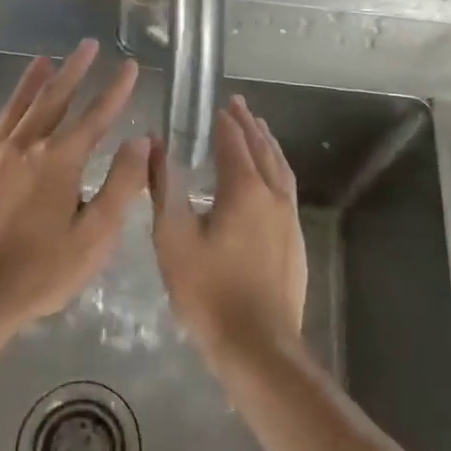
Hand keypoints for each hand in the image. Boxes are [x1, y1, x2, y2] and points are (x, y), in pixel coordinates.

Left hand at [0, 39, 147, 335]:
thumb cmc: (43, 271)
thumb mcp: (96, 235)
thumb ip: (121, 185)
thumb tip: (141, 141)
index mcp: (58, 161)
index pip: (95, 116)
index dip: (116, 91)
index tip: (130, 66)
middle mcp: (25, 148)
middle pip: (53, 99)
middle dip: (74, 70)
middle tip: (87, 44)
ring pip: (18, 108)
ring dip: (35, 82)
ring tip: (44, 59)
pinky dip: (11, 112)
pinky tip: (15, 117)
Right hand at [153, 95, 306, 365]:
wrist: (258, 345)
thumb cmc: (208, 291)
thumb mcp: (173, 239)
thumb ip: (164, 188)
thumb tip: (155, 146)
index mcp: (245, 189)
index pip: (234, 143)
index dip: (225, 123)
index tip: (218, 105)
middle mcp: (273, 195)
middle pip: (262, 149)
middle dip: (249, 125)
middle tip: (239, 105)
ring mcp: (289, 218)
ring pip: (280, 168)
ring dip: (267, 144)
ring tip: (259, 130)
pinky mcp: (295, 240)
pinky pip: (286, 189)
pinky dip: (276, 169)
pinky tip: (270, 179)